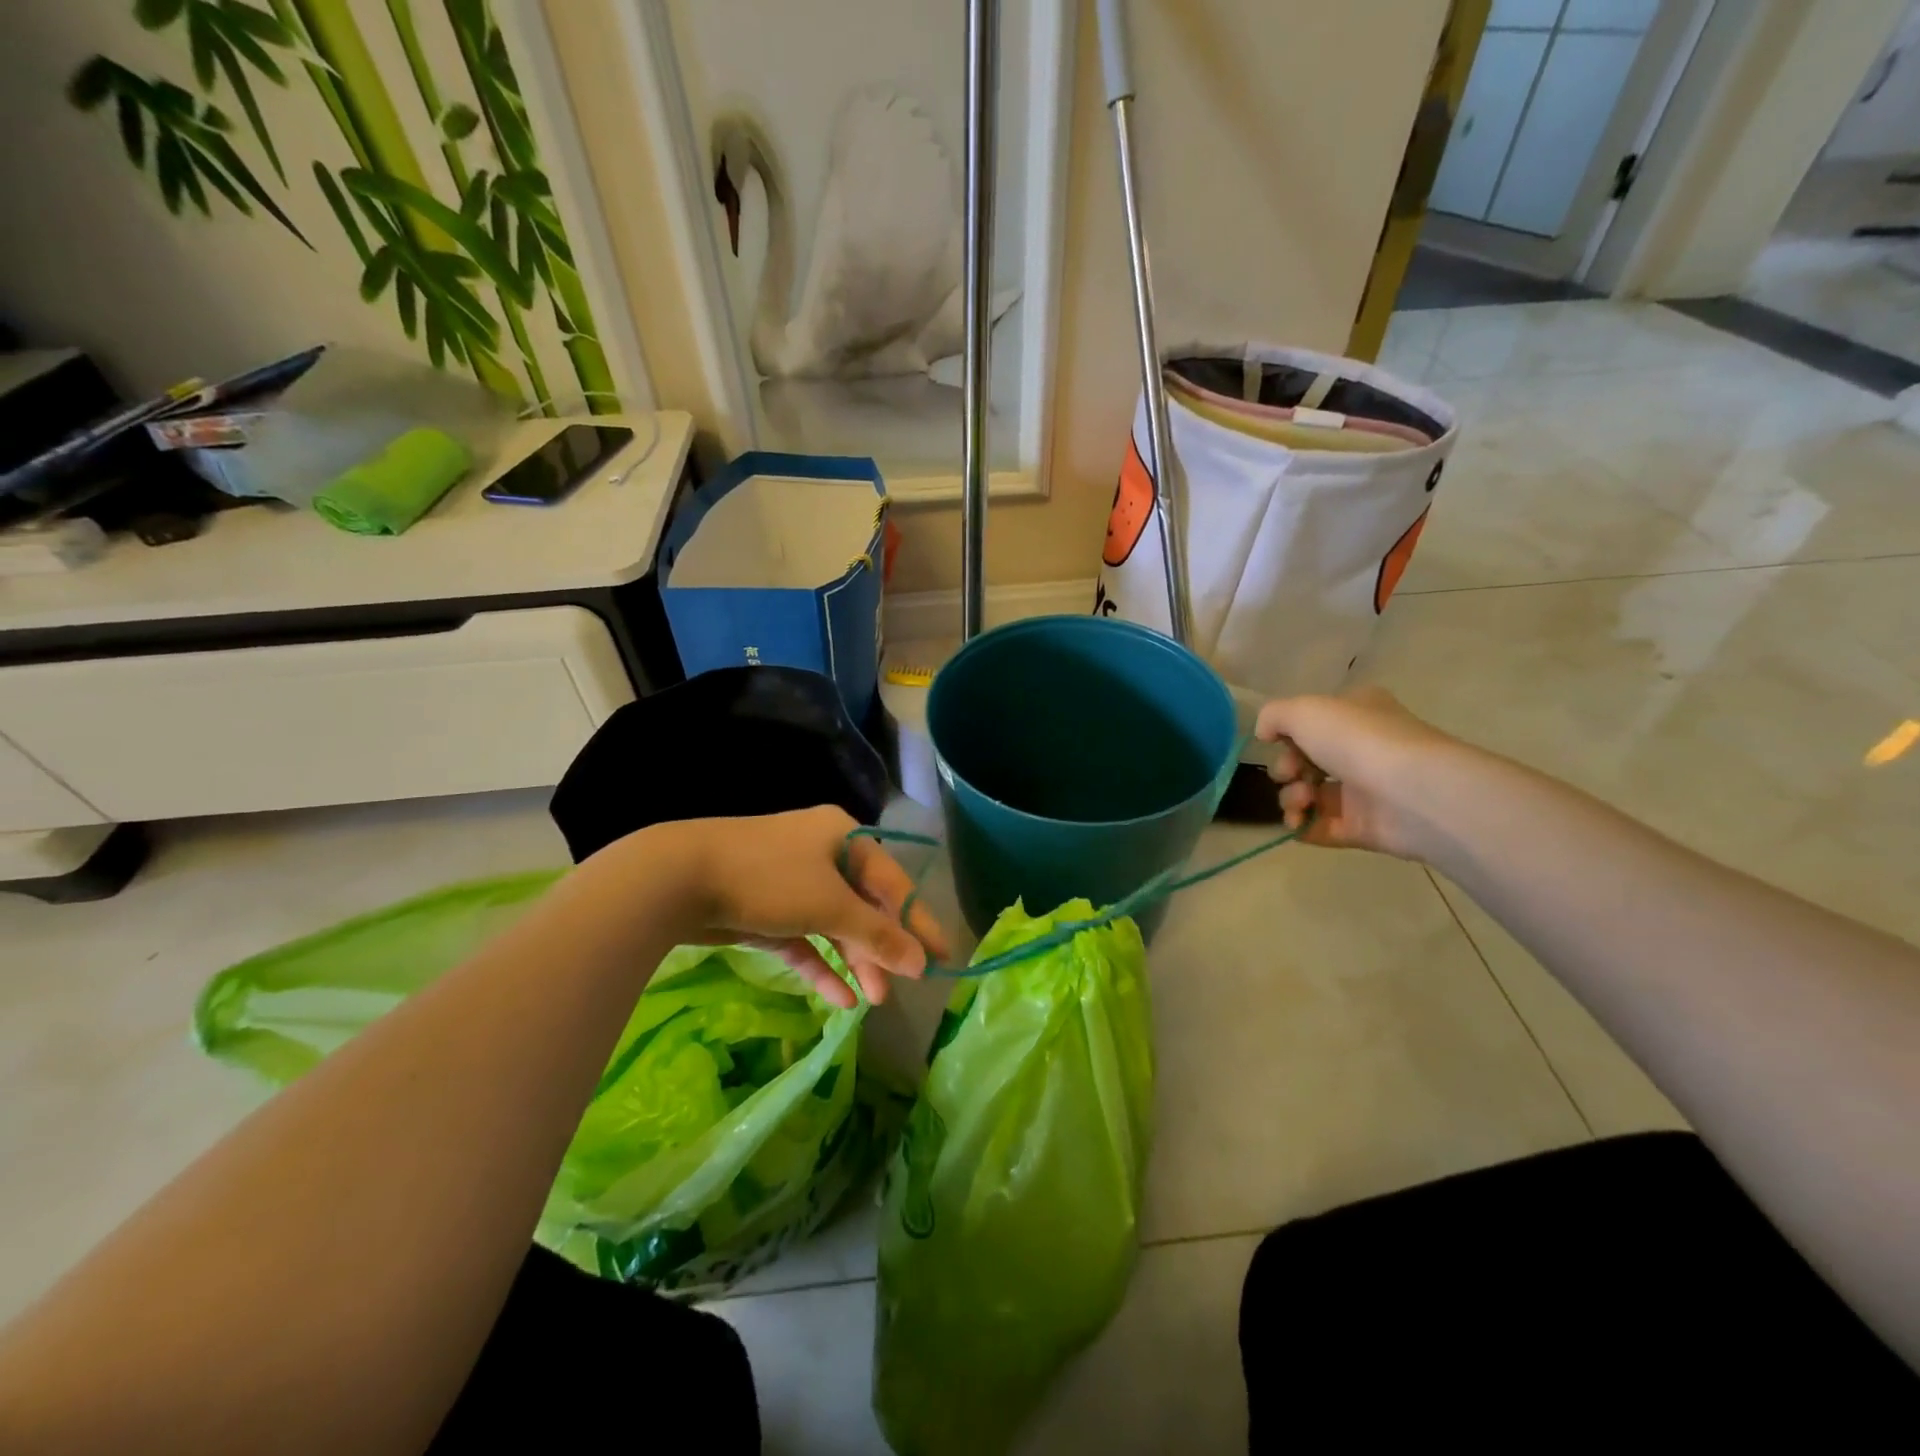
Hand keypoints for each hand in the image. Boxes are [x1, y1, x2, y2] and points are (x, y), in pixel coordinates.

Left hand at [645, 807, 950, 1008]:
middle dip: (882, 949)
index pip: (893, 884)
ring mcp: (791, 881)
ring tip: (871, 1001)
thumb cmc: (769, 879)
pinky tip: (839, 998)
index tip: (943, 958)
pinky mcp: (765, 909)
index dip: (918, 922)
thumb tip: (922, 962)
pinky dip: (820, 965)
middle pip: (864, 906)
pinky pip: (803, 939)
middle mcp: (822, 854)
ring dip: (854, 961)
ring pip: (834, 925)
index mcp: (844, 838)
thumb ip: (877, 935)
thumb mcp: (830, 905)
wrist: (678, 877)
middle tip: (898, 989)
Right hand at [1255, 687, 1460, 859]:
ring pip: (1310, 794)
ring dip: (1292, 798)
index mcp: (1356, 713)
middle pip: (1305, 761)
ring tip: (1301, 802)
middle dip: (1286, 769)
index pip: (1312, 722)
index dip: (1287, 735)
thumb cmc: (1359, 740)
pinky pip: (1321, 827)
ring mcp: (1364, 790)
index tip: (1276, 743)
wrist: (1414, 792)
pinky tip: (1297, 824)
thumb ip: (1273, 715)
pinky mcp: (1364, 827)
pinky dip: (1303, 826)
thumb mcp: (1304, 710)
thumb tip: (1264, 734)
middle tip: (1291, 774)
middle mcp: (1362, 749)